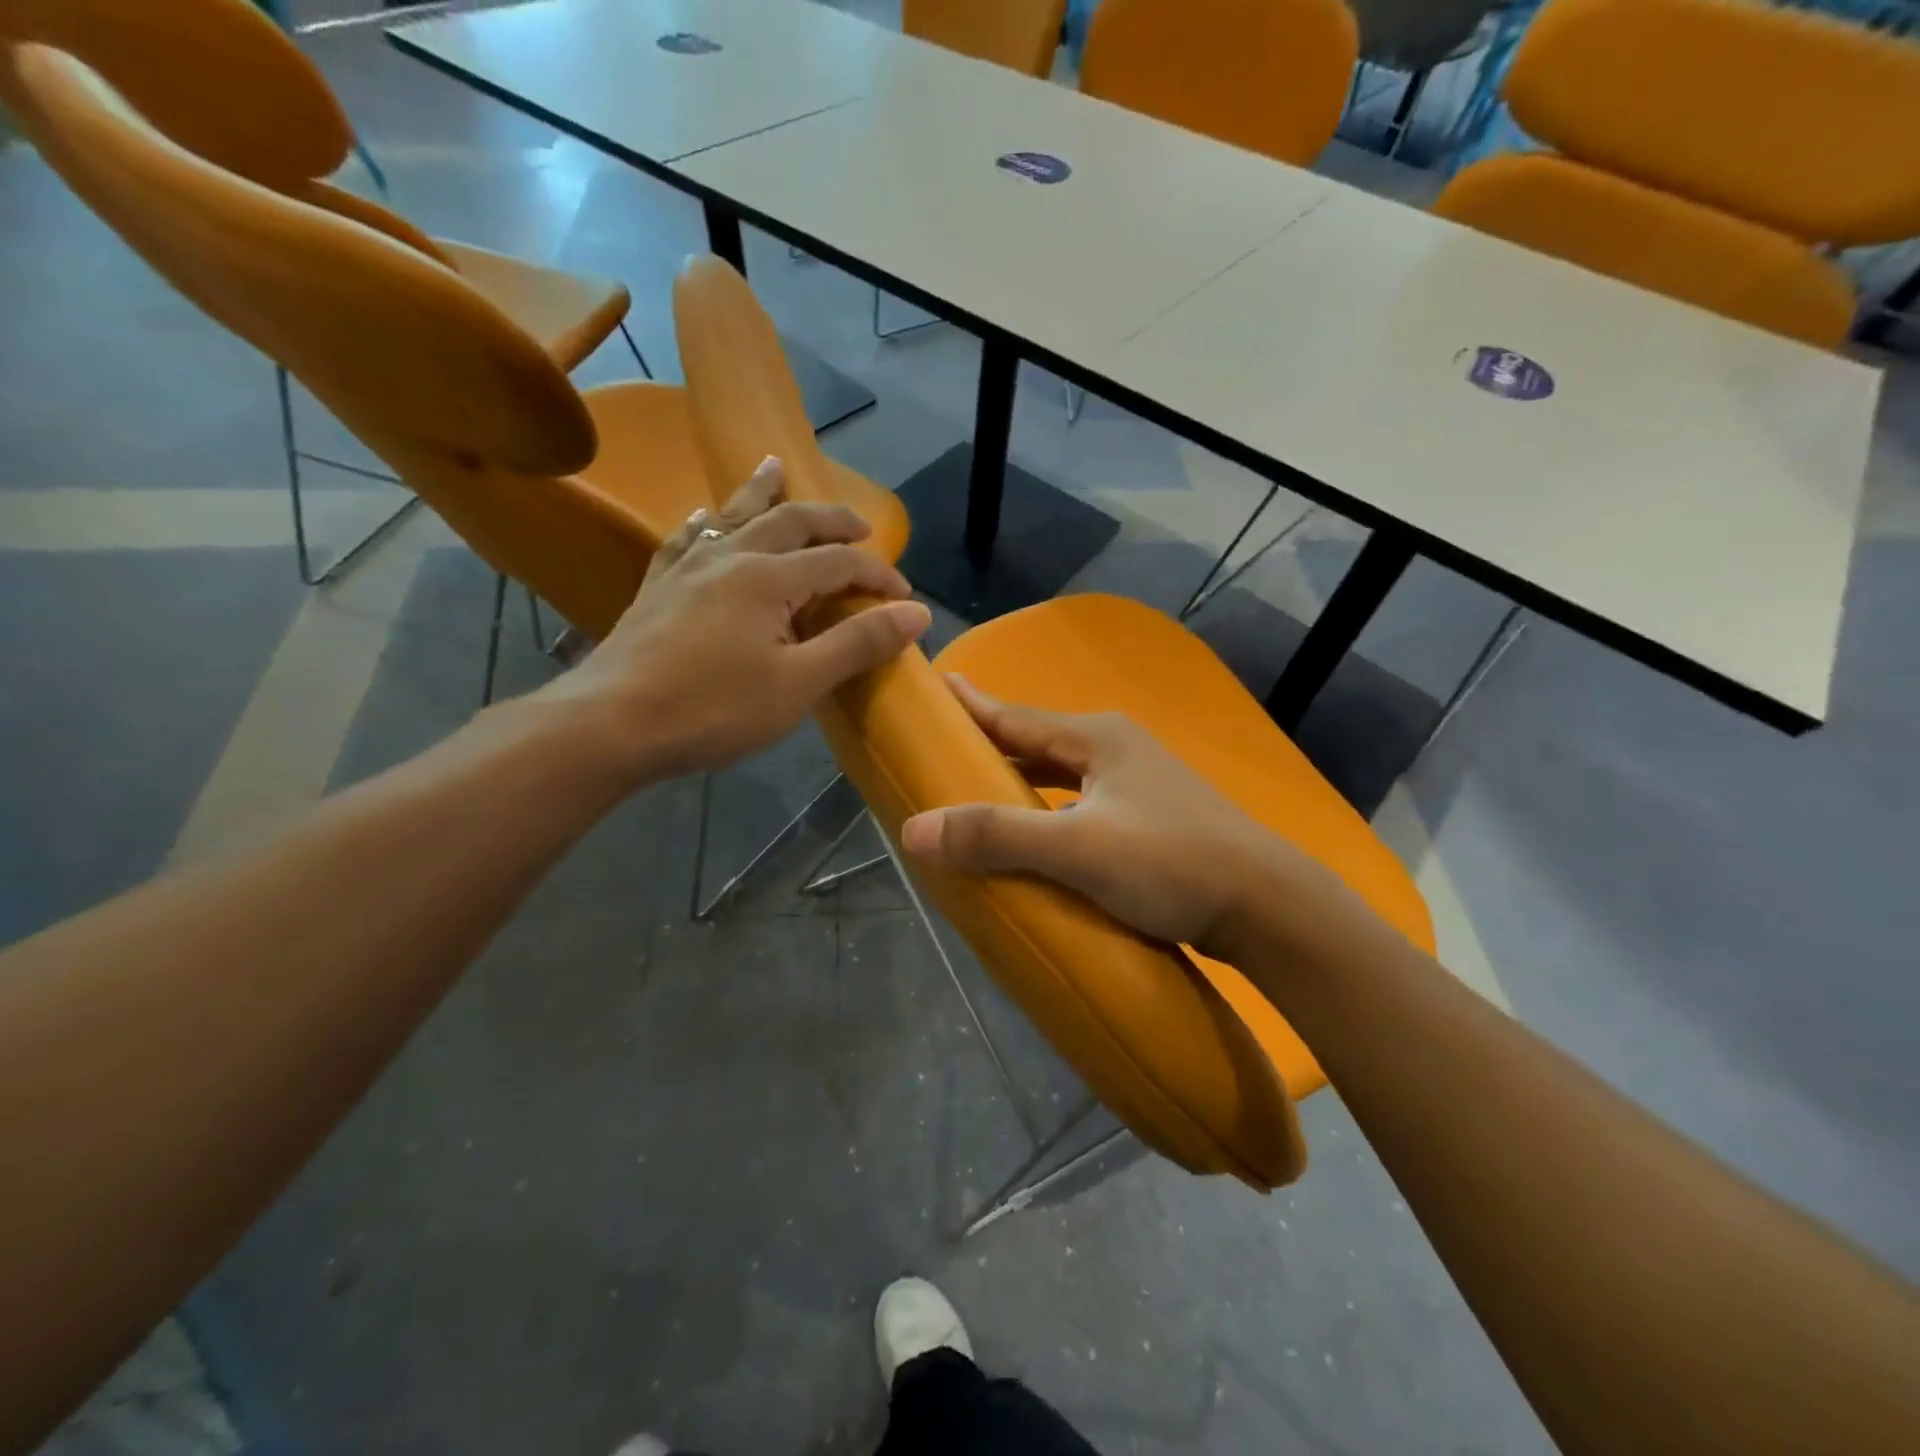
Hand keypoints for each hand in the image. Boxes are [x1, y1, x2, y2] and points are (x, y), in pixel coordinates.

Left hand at [539, 458, 930, 778]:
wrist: (610, 724)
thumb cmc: (713, 710)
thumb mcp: (800, 684)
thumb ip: (858, 643)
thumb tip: (916, 611)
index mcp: (769, 579)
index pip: (839, 561)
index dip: (878, 573)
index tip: (905, 597)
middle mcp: (730, 558)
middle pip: (789, 521)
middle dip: (830, 519)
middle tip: (860, 522)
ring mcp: (687, 569)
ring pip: (733, 516)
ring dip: (762, 492)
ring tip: (774, 466)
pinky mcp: (656, 588)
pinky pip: (686, 540)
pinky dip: (705, 524)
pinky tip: (703, 518)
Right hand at [899, 678, 1338, 960]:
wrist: (1268, 906)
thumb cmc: (1172, 863)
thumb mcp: (1079, 849)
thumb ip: (998, 837)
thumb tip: (914, 828)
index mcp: (1096, 738)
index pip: (1015, 716)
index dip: (970, 705)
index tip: (932, 687)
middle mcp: (1115, 749)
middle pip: (1036, 742)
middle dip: (989, 742)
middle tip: (939, 747)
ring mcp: (1137, 783)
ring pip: (1060, 774)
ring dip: (1019, 780)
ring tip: (976, 789)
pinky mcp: (1149, 819)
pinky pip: (1078, 802)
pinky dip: (1047, 809)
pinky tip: (1035, 832)